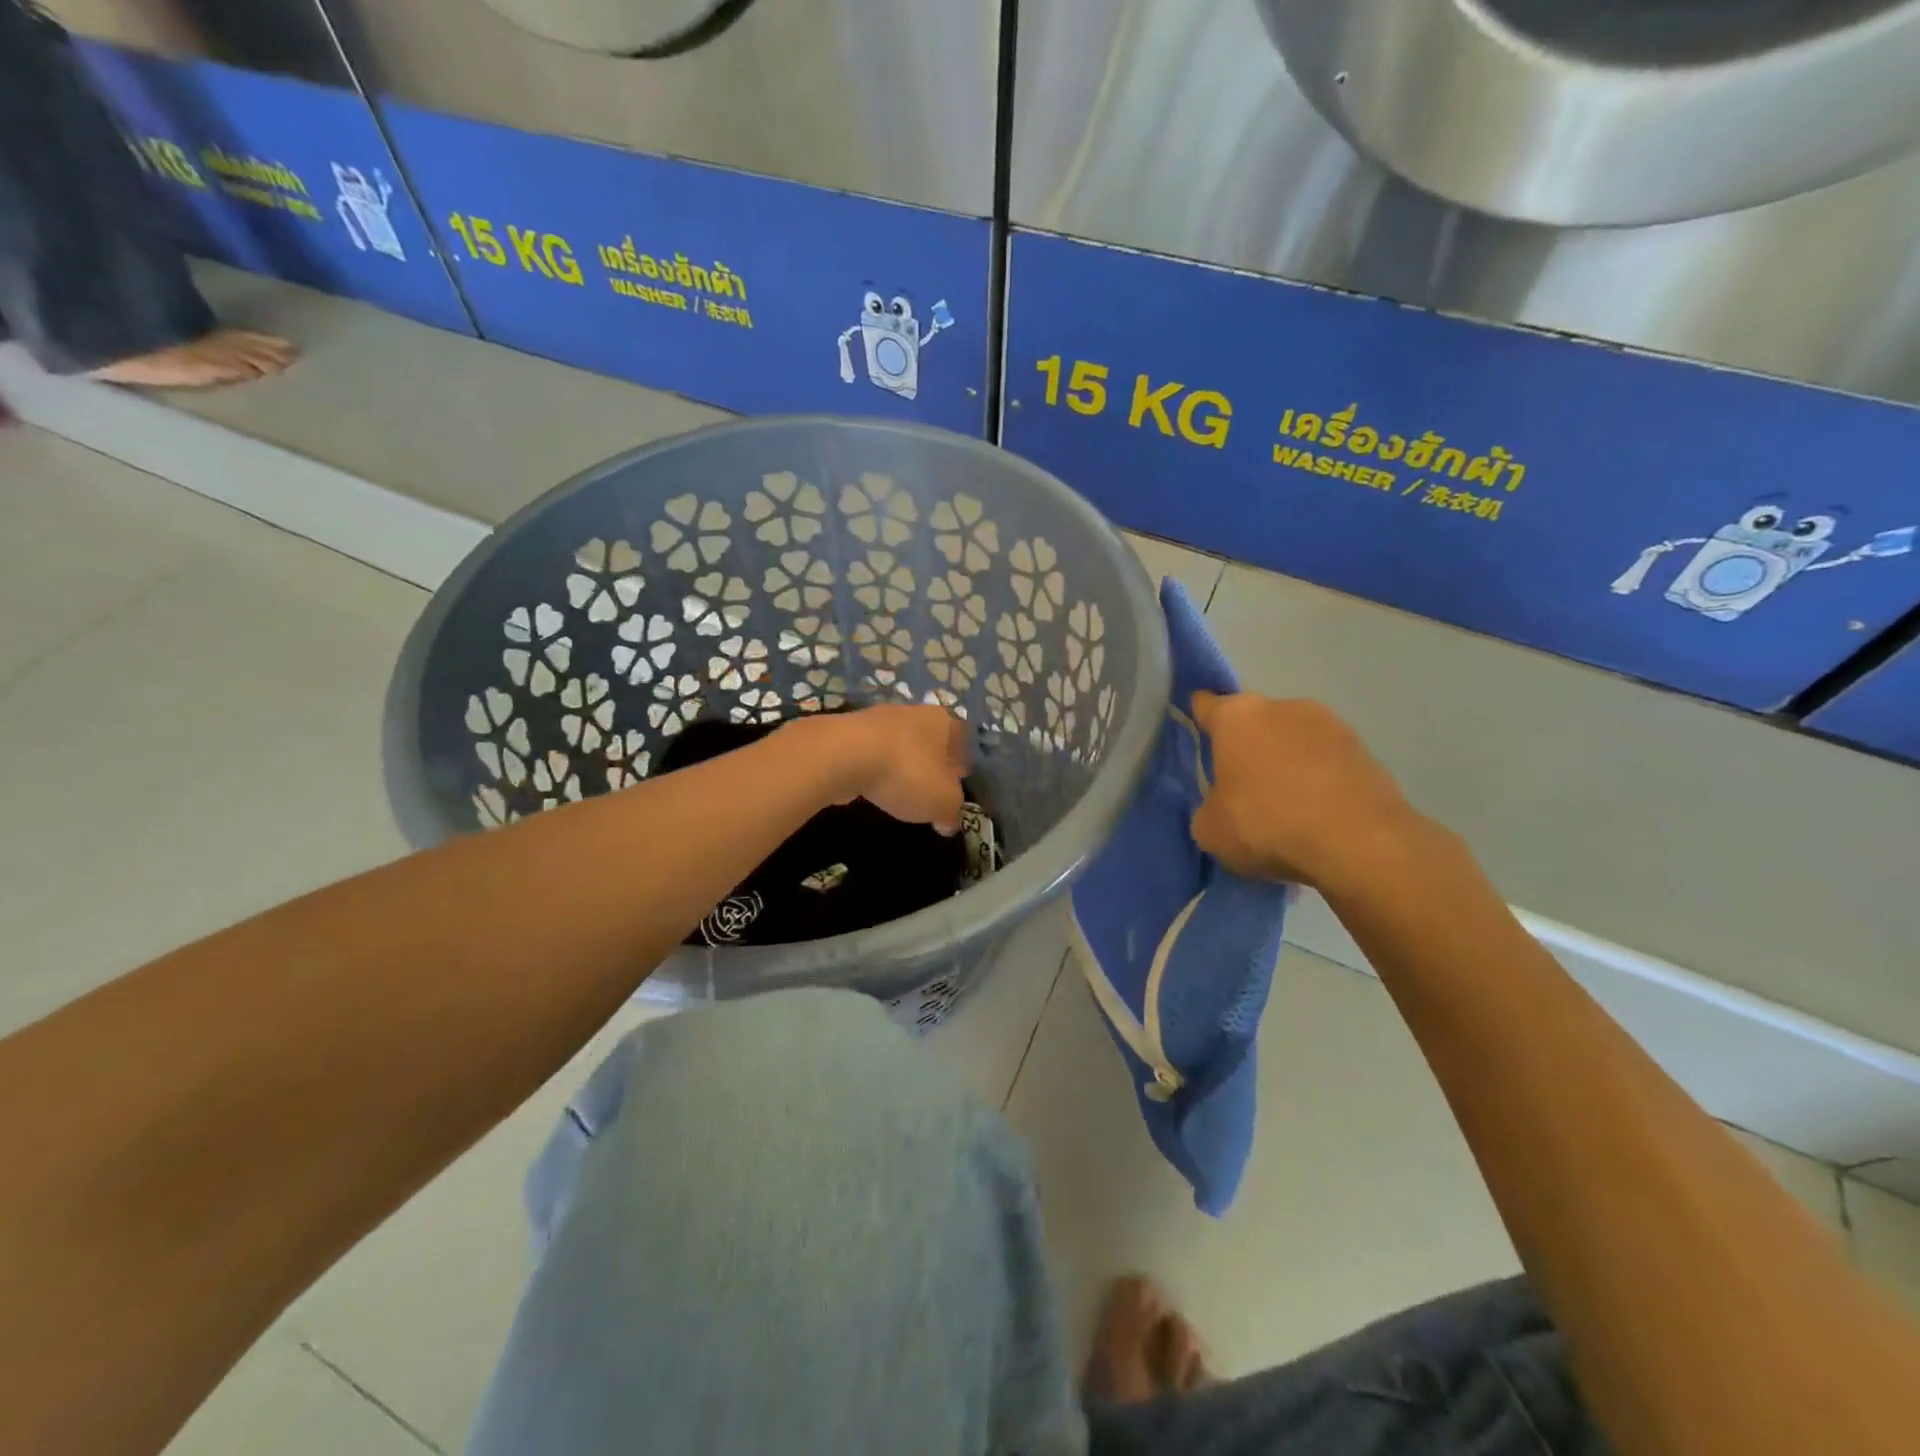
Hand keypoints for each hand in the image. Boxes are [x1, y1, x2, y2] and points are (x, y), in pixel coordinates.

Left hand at [794, 704, 969, 833]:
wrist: (844, 755)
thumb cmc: (907, 773)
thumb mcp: (942, 802)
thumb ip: (951, 812)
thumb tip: (949, 822)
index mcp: (943, 721)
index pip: (961, 737)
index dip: (961, 760)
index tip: (958, 781)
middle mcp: (913, 711)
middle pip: (929, 737)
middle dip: (931, 761)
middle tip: (931, 787)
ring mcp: (877, 718)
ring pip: (898, 743)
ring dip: (901, 764)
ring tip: (900, 789)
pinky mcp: (848, 732)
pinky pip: (871, 751)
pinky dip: (875, 767)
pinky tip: (873, 786)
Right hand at [1189, 693, 1434, 889]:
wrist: (1358, 842)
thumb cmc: (1266, 824)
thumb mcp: (1211, 830)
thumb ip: (1210, 808)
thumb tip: (1223, 807)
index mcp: (1236, 716)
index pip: (1207, 706)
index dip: (1201, 720)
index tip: (1201, 737)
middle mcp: (1283, 707)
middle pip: (1255, 723)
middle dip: (1249, 747)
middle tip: (1244, 788)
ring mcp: (1331, 724)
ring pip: (1296, 740)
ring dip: (1288, 762)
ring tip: (1288, 806)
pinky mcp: (1366, 751)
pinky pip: (1328, 763)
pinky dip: (1321, 781)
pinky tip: (1318, 815)